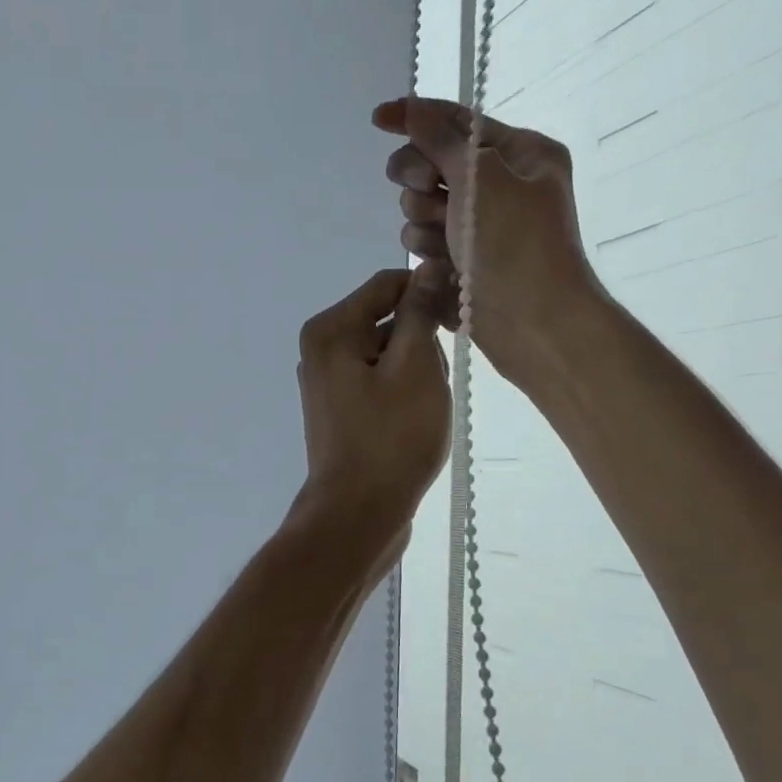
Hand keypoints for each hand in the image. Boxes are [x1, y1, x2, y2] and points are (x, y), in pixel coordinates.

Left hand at [289, 269, 450, 548]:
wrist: (358, 514)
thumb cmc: (391, 437)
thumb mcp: (415, 366)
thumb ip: (419, 312)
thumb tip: (427, 268)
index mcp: (331, 329)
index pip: (388, 284)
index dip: (429, 292)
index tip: (460, 318)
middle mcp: (321, 349)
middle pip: (386, 318)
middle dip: (421, 340)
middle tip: (437, 379)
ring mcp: (328, 382)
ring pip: (387, 353)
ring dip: (416, 370)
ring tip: (425, 407)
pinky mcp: (340, 409)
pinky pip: (379, 381)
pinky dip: (403, 391)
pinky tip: (415, 420)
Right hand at [373, 97, 601, 380]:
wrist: (536, 327)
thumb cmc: (517, 246)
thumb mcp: (482, 181)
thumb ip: (442, 142)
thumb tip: (414, 109)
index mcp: (520, 154)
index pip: (458, 122)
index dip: (416, 117)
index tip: (377, 119)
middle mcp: (500, 185)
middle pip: (432, 163)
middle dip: (421, 178)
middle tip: (427, 190)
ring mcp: (480, 225)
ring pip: (421, 207)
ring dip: (423, 222)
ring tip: (446, 246)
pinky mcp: (463, 259)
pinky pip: (425, 242)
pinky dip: (428, 252)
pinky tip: (443, 269)